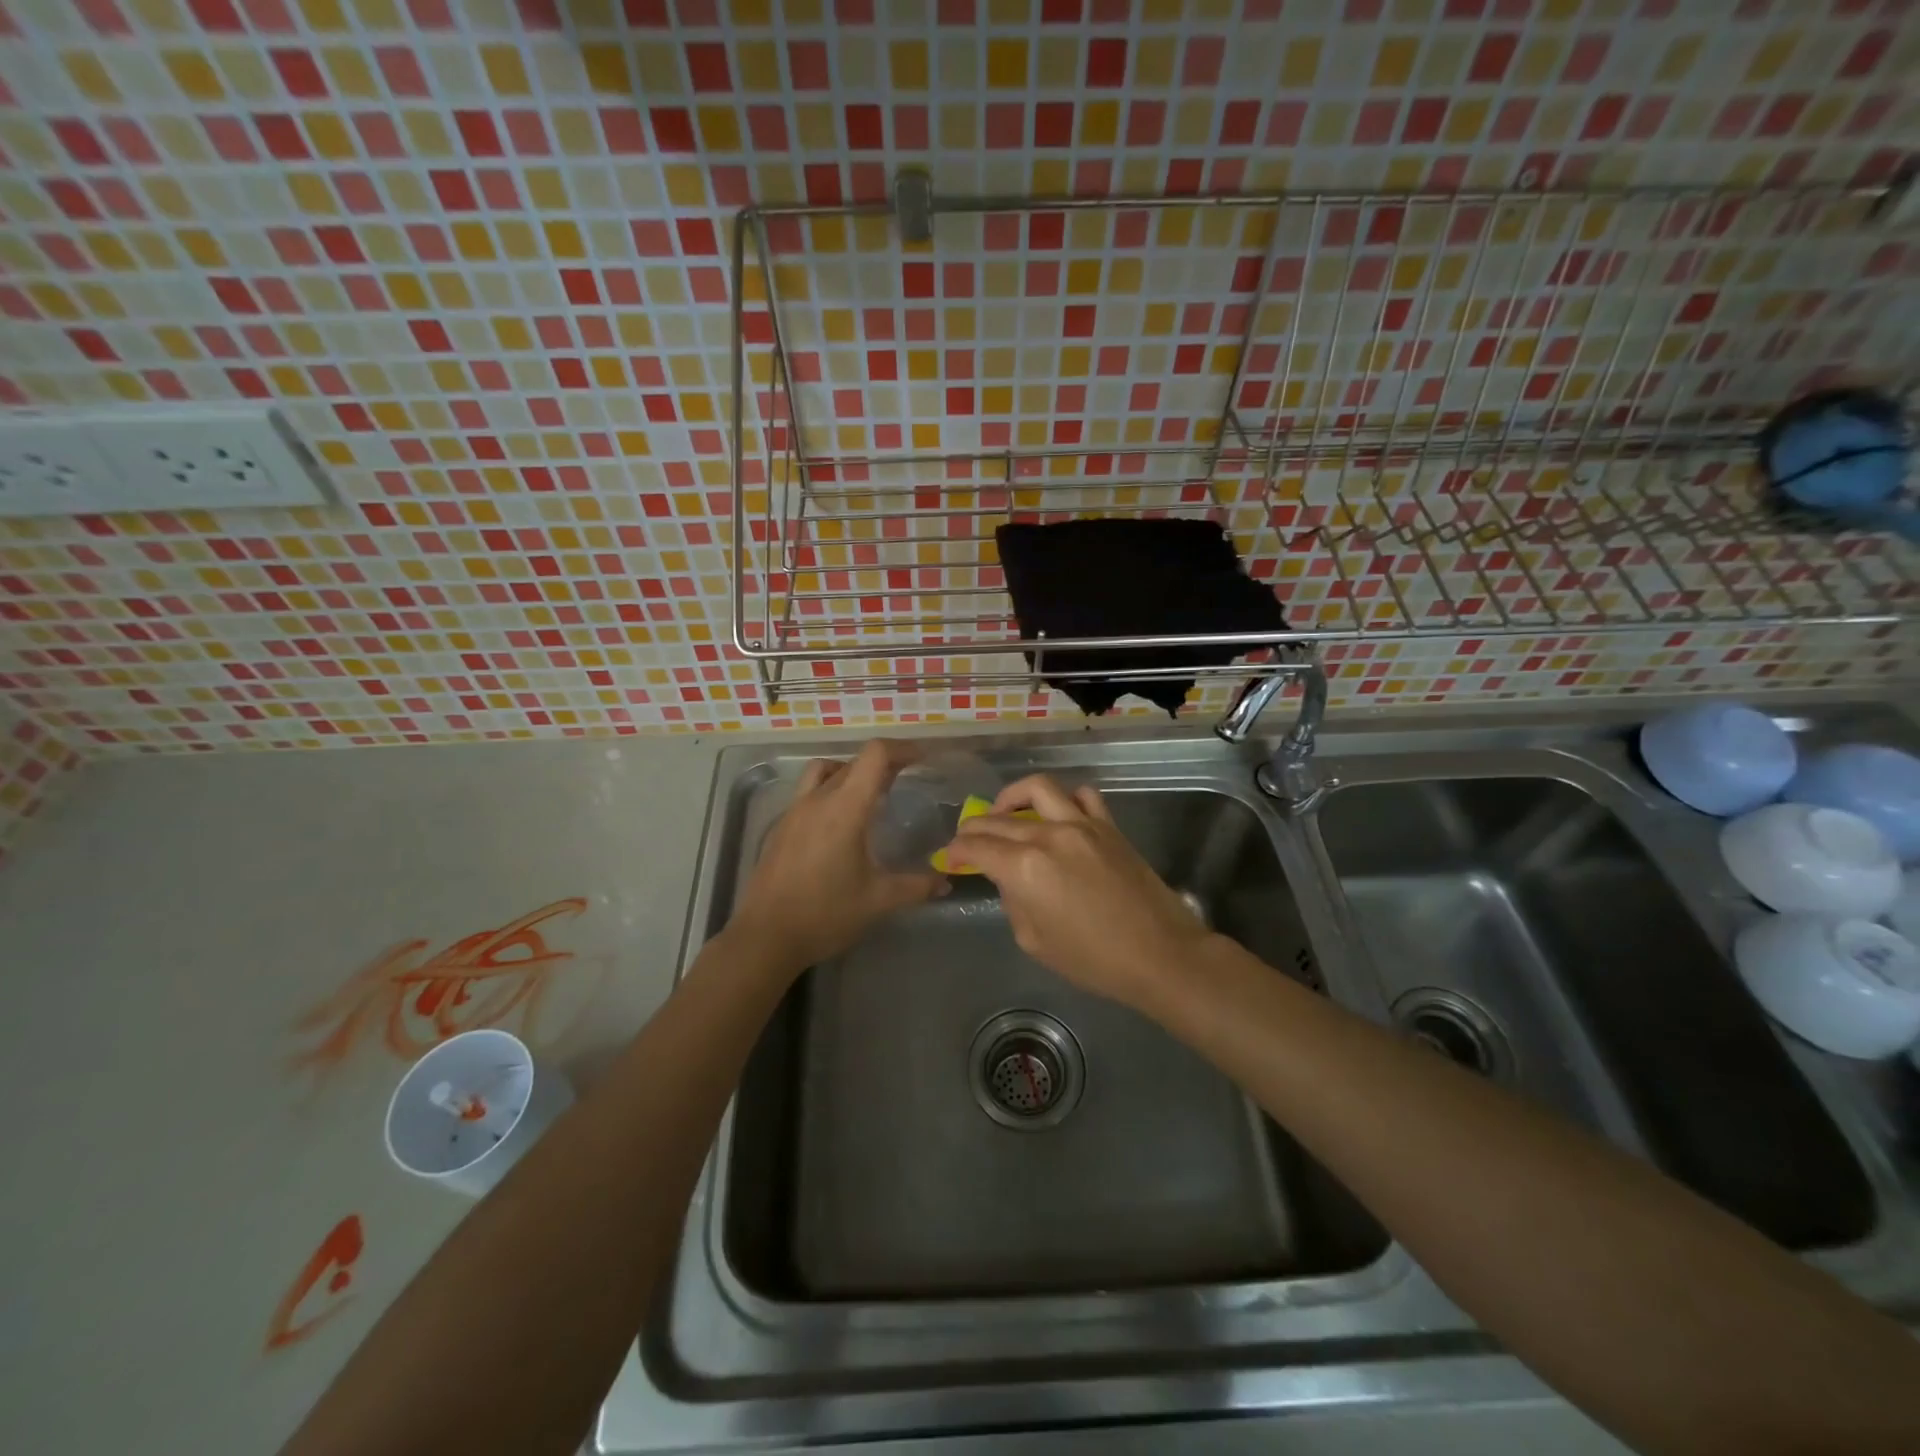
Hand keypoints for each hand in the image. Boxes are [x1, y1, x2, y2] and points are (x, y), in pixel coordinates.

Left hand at [730, 740, 946, 976]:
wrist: (765, 937)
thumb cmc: (825, 914)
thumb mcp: (878, 901)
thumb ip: (916, 886)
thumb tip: (945, 882)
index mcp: (844, 808)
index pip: (874, 755)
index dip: (901, 749)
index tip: (922, 758)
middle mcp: (817, 800)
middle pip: (853, 762)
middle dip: (882, 764)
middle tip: (905, 780)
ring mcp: (794, 812)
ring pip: (824, 772)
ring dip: (850, 773)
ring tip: (869, 795)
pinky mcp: (780, 828)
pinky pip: (809, 793)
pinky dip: (830, 792)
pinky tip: (840, 826)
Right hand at [943, 775, 1213, 1012]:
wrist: (1159, 954)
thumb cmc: (1092, 960)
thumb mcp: (1034, 941)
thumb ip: (1013, 901)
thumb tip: (1007, 878)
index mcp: (1024, 868)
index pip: (977, 847)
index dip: (957, 851)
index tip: (950, 857)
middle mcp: (1048, 836)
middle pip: (999, 819)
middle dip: (975, 828)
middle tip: (968, 840)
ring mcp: (1081, 824)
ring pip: (1038, 788)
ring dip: (1014, 797)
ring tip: (1007, 812)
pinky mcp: (1108, 825)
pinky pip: (1082, 795)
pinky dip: (1064, 799)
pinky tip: (1058, 815)